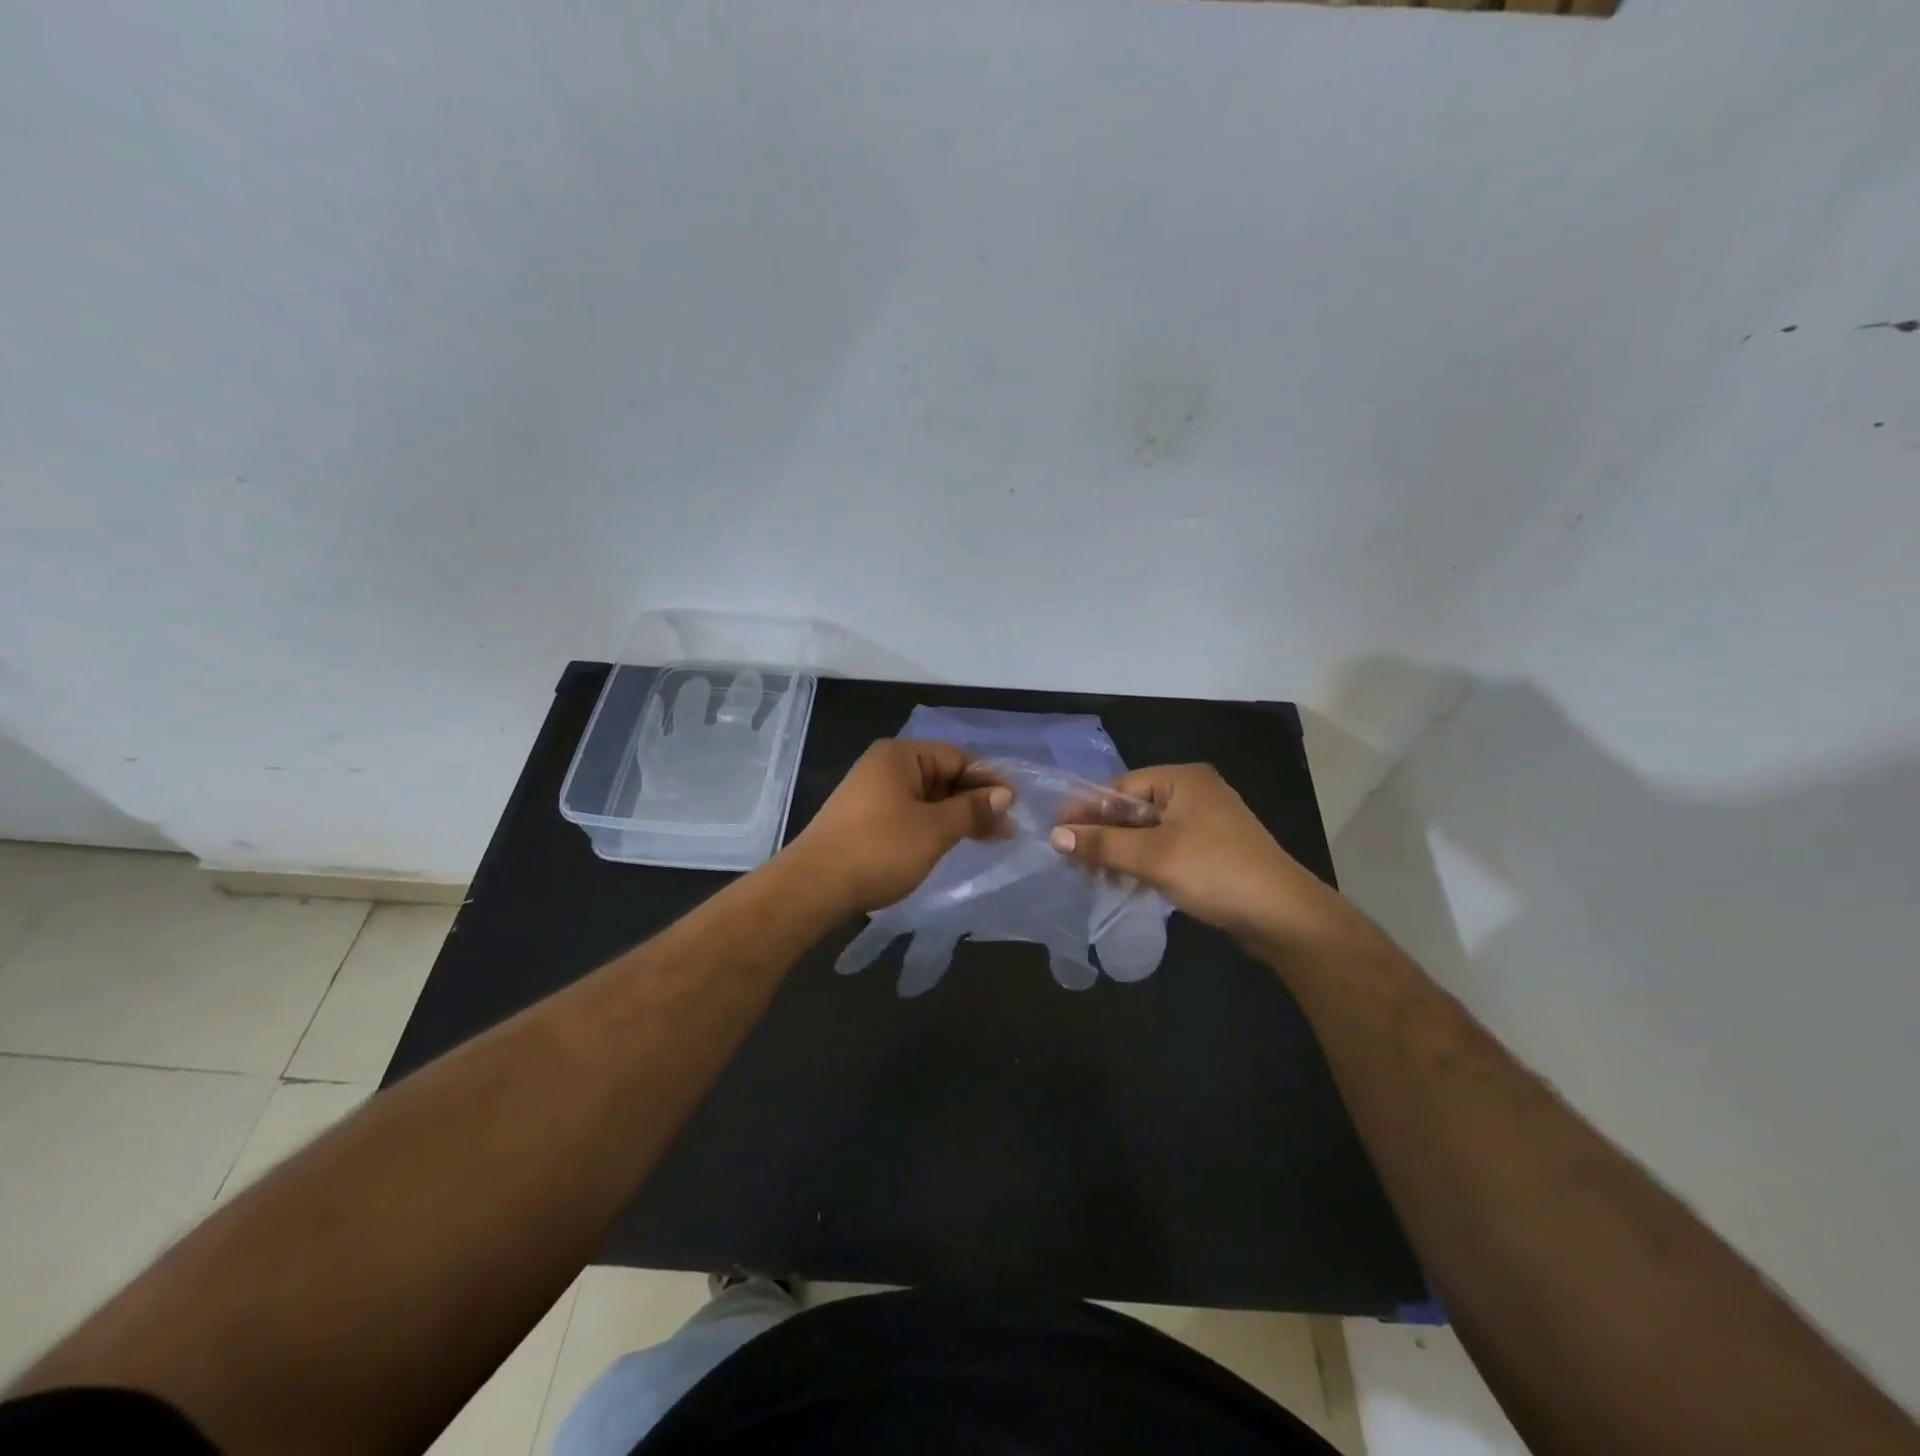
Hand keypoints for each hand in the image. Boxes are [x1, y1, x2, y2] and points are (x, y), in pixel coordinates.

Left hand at [785, 739, 1010, 914]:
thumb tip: (1005, 794)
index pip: (958, 757)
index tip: (1016, 807)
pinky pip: (910, 813)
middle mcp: (885, 766)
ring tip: (988, 839)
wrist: (813, 887)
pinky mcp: (866, 819)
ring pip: (928, 797)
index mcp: (900, 756)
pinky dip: (934, 825)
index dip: (989, 781)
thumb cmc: (879, 849)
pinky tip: (952, 843)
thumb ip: (972, 809)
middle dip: (975, 801)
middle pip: (943, 775)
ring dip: (957, 816)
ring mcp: (873, 793)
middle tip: (1006, 830)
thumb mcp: (934, 829)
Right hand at [1048, 763, 1363, 953]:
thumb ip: (1102, 844)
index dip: (1087, 811)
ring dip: (1121, 853)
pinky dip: (1144, 864)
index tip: (1056, 835)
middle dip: (1103, 835)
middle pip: (1133, 809)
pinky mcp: (1212, 851)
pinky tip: (1124, 884)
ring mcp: (1206, 823)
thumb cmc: (1215, 872)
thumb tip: (1055, 836)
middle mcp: (1194, 793)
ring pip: (1148, 832)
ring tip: (1093, 878)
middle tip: (1071, 862)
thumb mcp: (1152, 857)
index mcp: (1182, 780)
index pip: (1120, 788)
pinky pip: (1166, 849)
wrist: (1284, 916)